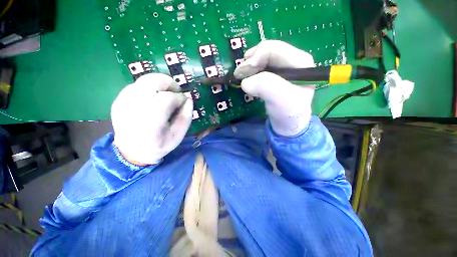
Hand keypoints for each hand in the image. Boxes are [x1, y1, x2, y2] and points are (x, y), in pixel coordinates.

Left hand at [111, 73, 192, 164]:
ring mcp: (123, 102)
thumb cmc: (159, 145)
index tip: (184, 101)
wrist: (131, 152)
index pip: (167, 98)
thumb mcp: (178, 135)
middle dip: (169, 83)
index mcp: (151, 122)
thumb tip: (188, 98)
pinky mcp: (118, 100)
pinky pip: (137, 85)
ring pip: (144, 80)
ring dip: (160, 84)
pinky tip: (154, 99)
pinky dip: (150, 87)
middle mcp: (134, 108)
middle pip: (152, 82)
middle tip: (176, 92)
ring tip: (166, 94)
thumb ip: (186, 116)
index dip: (179, 97)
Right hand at [234, 40, 314, 136]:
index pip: (273, 49)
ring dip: (249, 66)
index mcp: (300, 61)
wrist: (287, 122)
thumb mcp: (280, 100)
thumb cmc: (287, 113)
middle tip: (238, 75)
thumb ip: (265, 86)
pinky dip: (251, 71)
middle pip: (267, 51)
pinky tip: (247, 77)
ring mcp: (284, 66)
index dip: (255, 58)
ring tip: (241, 76)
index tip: (240, 73)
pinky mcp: (276, 73)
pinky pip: (260, 66)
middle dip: (250, 62)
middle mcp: (293, 59)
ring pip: (262, 57)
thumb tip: (245, 81)